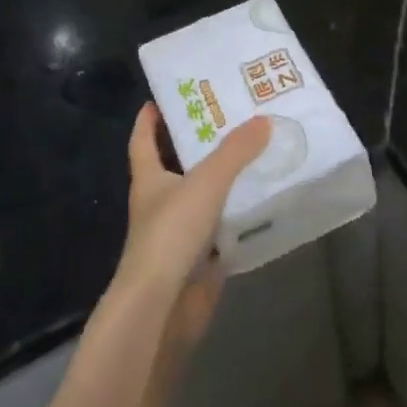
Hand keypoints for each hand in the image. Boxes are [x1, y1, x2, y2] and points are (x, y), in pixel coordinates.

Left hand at [116, 104, 271, 352]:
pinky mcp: (198, 261)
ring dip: (223, 180)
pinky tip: (264, 204)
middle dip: (198, 145)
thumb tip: (263, 120)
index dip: (148, 120)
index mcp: (149, 180)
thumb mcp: (206, 182)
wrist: (162, 307)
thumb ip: (235, 151)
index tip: (162, 98)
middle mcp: (160, 204)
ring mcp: (179, 234)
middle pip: (176, 167)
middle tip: (231, 119)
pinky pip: (222, 230)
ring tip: (256, 154)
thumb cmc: (171, 234)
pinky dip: (239, 217)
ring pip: (203, 198)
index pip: (142, 141)